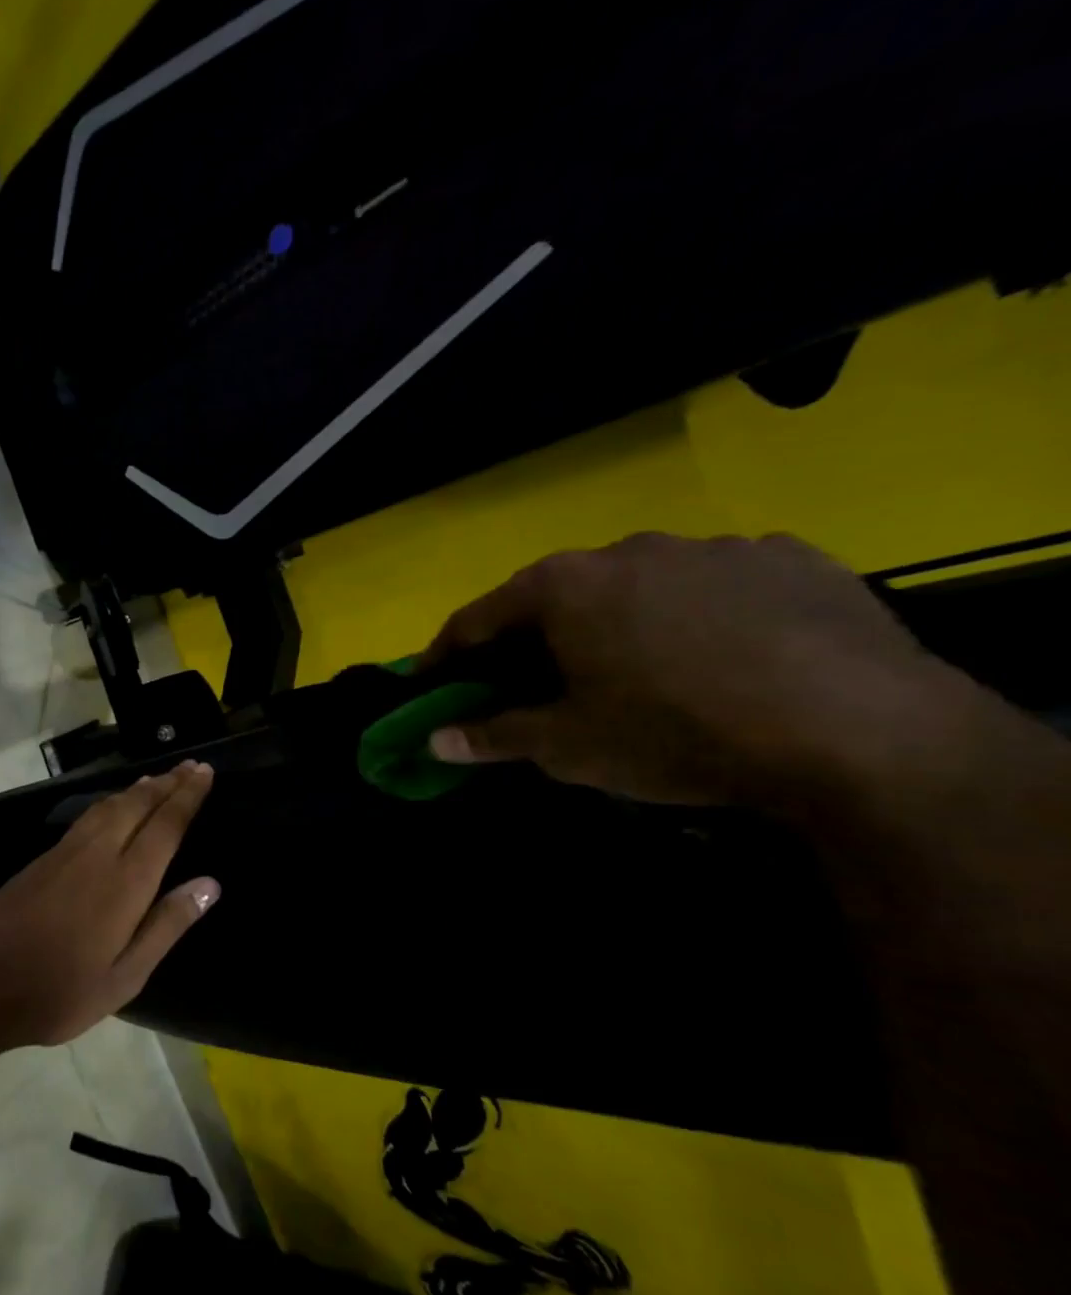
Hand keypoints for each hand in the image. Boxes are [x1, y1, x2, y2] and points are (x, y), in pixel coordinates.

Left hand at [0, 760, 220, 1046]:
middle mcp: (98, 854)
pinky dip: (111, 802)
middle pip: (138, 805)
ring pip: (109, 806)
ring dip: (138, 789)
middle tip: (191, 765)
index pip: (165, 825)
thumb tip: (209, 884)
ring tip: (158, 779)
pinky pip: (88, 816)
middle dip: (167, 783)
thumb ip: (167, 925)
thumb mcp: (125, 976)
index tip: (205, 772)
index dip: (187, 796)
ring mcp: (66, 852)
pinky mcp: (44, 859)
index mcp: (125, 882)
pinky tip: (113, 807)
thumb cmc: (60, 991)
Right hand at [419, 532, 976, 807]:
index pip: (480, 616)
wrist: (860, 732)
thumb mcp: (570, 747)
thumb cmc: (676, 734)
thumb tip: (433, 741)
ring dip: (621, 620)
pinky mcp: (792, 558)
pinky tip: (724, 655)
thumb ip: (494, 736)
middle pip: (559, 593)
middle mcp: (630, 549)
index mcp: (565, 587)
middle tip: (537, 681)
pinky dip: (700, 614)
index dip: (449, 652)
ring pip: (641, 584)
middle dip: (537, 636)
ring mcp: (715, 547)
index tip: (435, 680)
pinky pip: (720, 584)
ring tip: (640, 670)